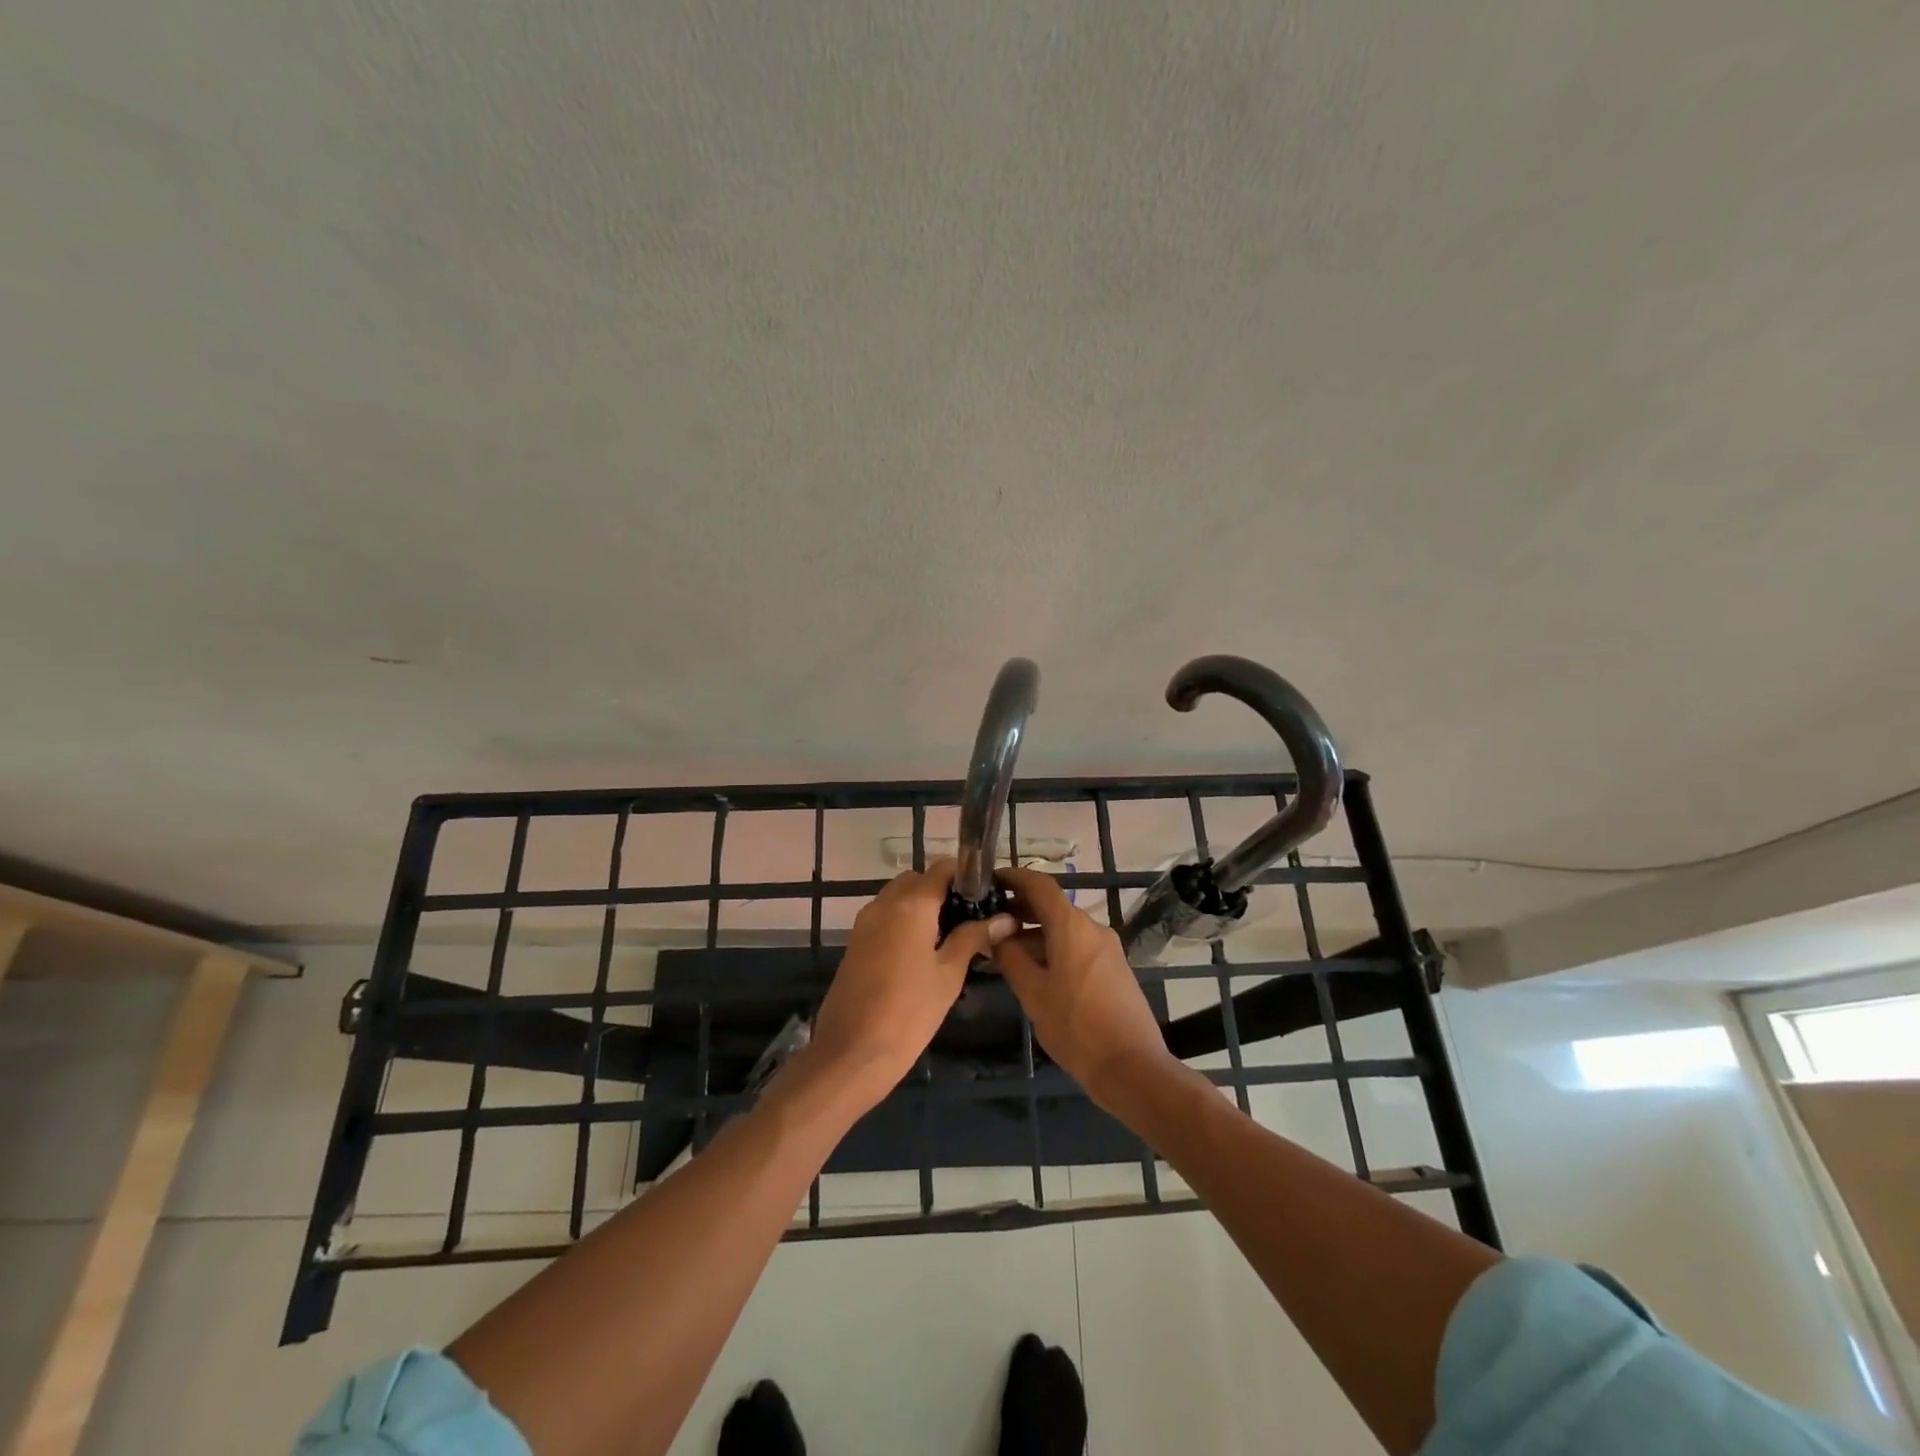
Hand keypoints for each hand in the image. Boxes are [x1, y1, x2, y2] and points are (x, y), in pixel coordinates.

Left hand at [807, 860, 1017, 1109]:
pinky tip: (921, 954)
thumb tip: (1005, 918)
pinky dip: (903, 923)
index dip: (966, 876)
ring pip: (898, 898)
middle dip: (943, 892)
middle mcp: (884, 903)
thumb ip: (974, 938)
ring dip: (921, 907)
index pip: (942, 868)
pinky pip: (884, 917)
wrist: (852, 1052)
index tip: (987, 895)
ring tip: (949, 940)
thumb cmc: (909, 1012)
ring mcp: (865, 922)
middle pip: (917, 880)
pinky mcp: (855, 943)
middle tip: (969, 921)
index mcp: (911, 904)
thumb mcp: (949, 974)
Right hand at [992, 866, 1177, 1110]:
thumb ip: (1010, 957)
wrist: (1132, 1067)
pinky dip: (1054, 948)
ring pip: (1065, 929)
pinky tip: (1036, 972)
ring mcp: (1107, 948)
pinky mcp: (1114, 969)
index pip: (1039, 884)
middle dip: (1020, 909)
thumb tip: (994, 934)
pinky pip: (1078, 946)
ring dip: (1036, 933)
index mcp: (1072, 926)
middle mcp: (1092, 928)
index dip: (1014, 877)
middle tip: (989, 921)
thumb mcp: (1033, 993)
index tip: (990, 880)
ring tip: (1006, 952)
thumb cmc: (1075, 1027)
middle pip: (1052, 906)